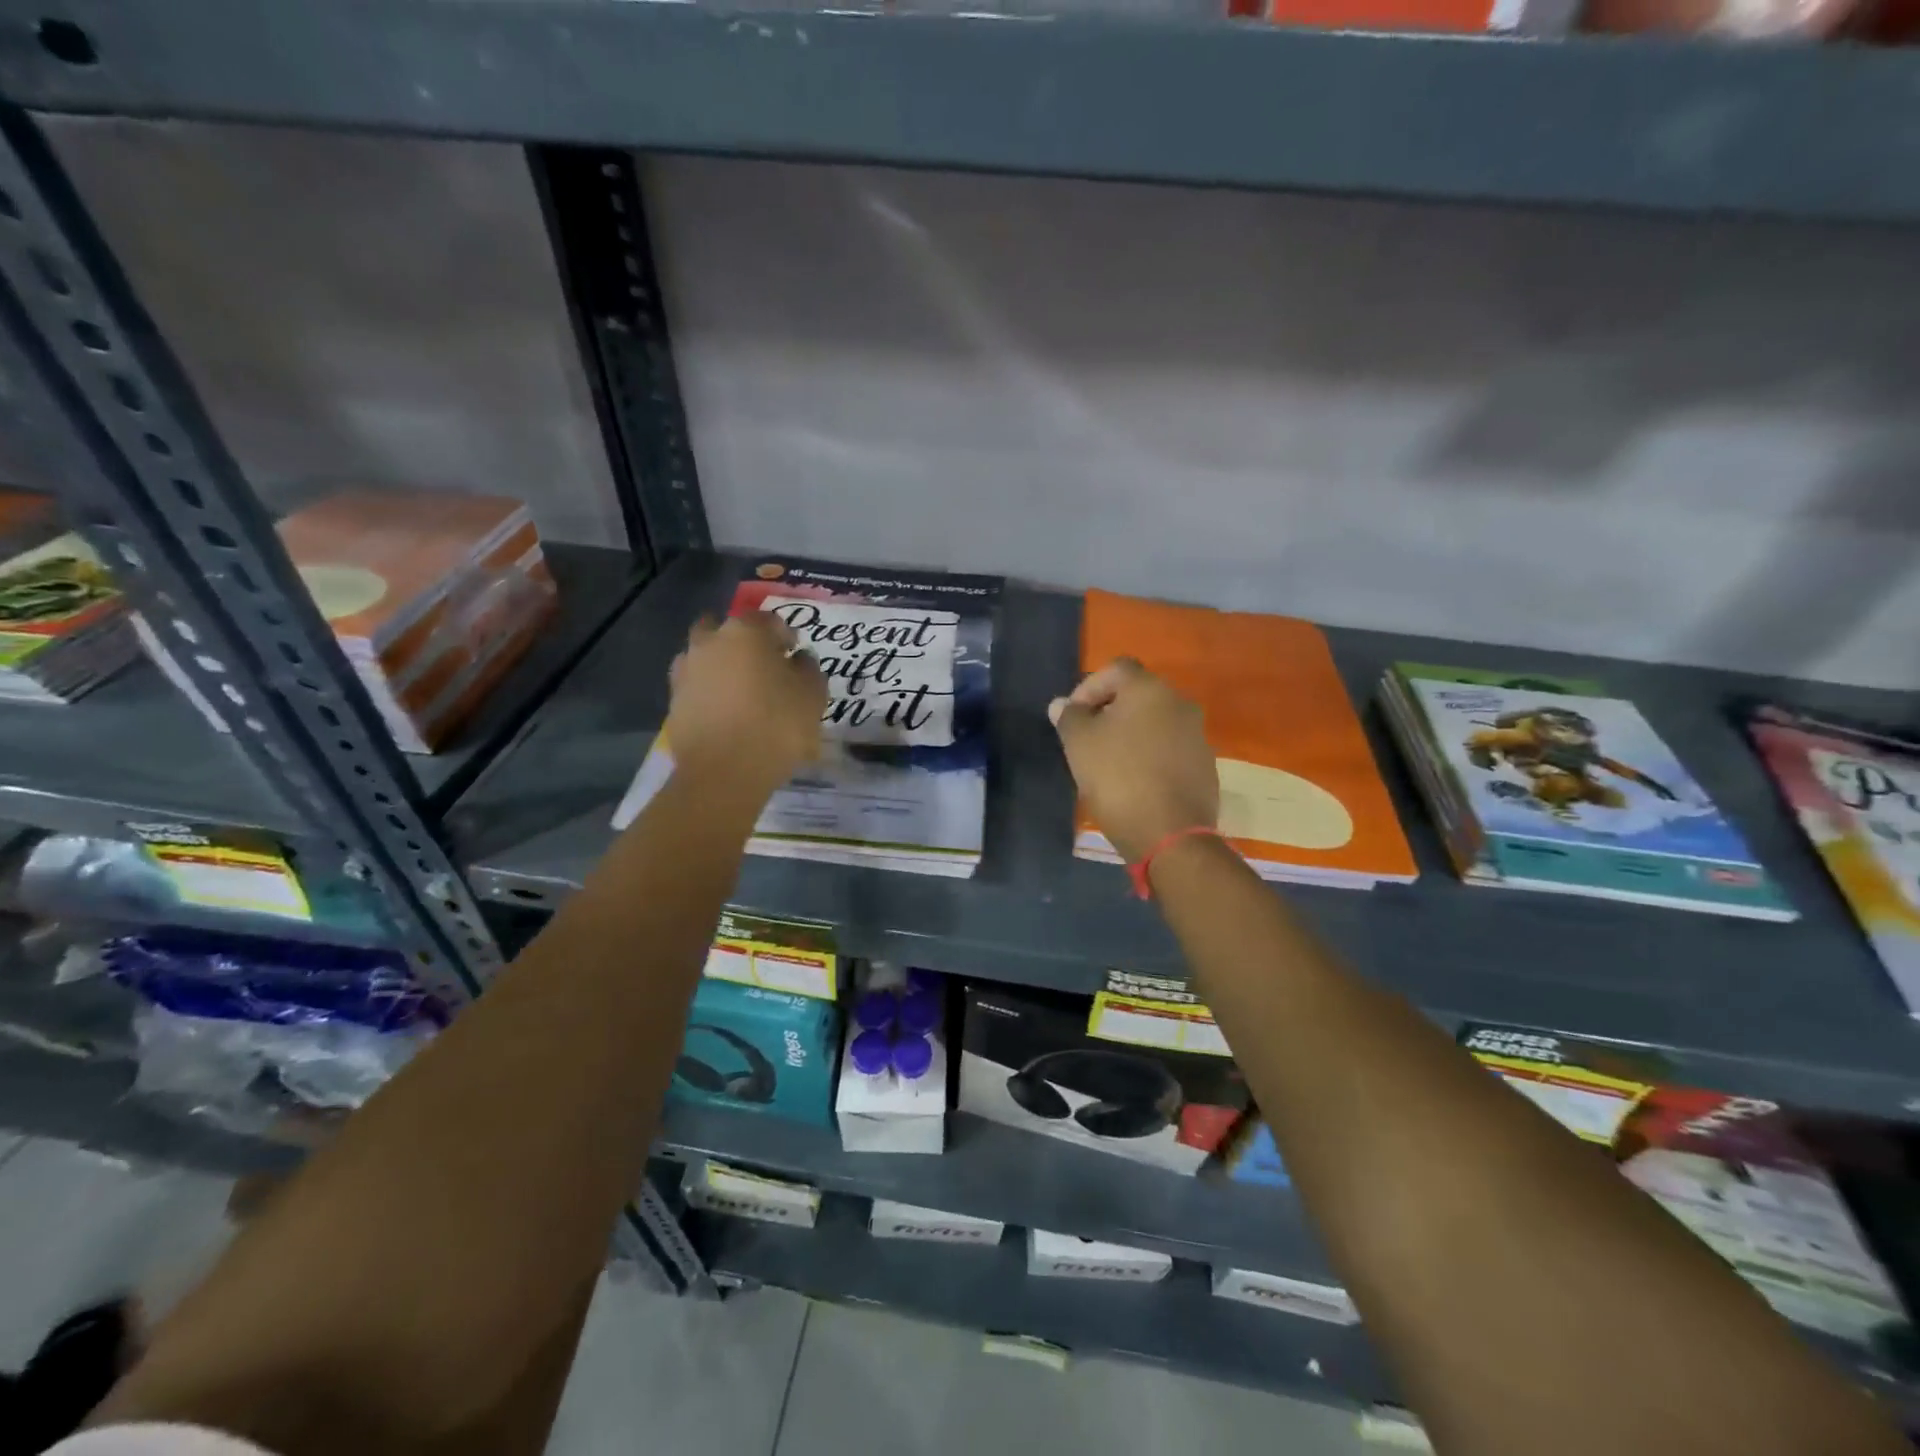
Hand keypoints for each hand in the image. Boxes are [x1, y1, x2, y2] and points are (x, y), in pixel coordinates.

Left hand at [665, 612, 825, 796]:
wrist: (723, 773)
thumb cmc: (776, 726)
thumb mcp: (813, 695)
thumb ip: (808, 669)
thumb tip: (797, 660)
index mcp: (746, 632)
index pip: (770, 621)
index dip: (786, 637)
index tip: (795, 656)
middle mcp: (710, 643)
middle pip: (728, 632)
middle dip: (745, 644)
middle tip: (765, 669)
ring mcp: (686, 672)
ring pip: (707, 658)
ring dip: (723, 667)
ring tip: (743, 694)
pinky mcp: (674, 702)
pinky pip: (697, 688)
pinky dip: (710, 694)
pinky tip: (727, 715)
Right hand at [1050, 658, 1218, 864]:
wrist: (1170, 834)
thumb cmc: (1118, 778)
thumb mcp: (1079, 744)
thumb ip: (1069, 717)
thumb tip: (1062, 705)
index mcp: (1150, 689)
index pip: (1115, 669)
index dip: (1088, 687)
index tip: (1072, 716)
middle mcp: (1180, 703)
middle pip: (1138, 695)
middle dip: (1109, 711)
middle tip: (1086, 739)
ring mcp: (1197, 735)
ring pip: (1155, 723)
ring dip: (1131, 734)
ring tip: (1108, 762)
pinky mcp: (1205, 766)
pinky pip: (1170, 749)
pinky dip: (1150, 756)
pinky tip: (1134, 781)